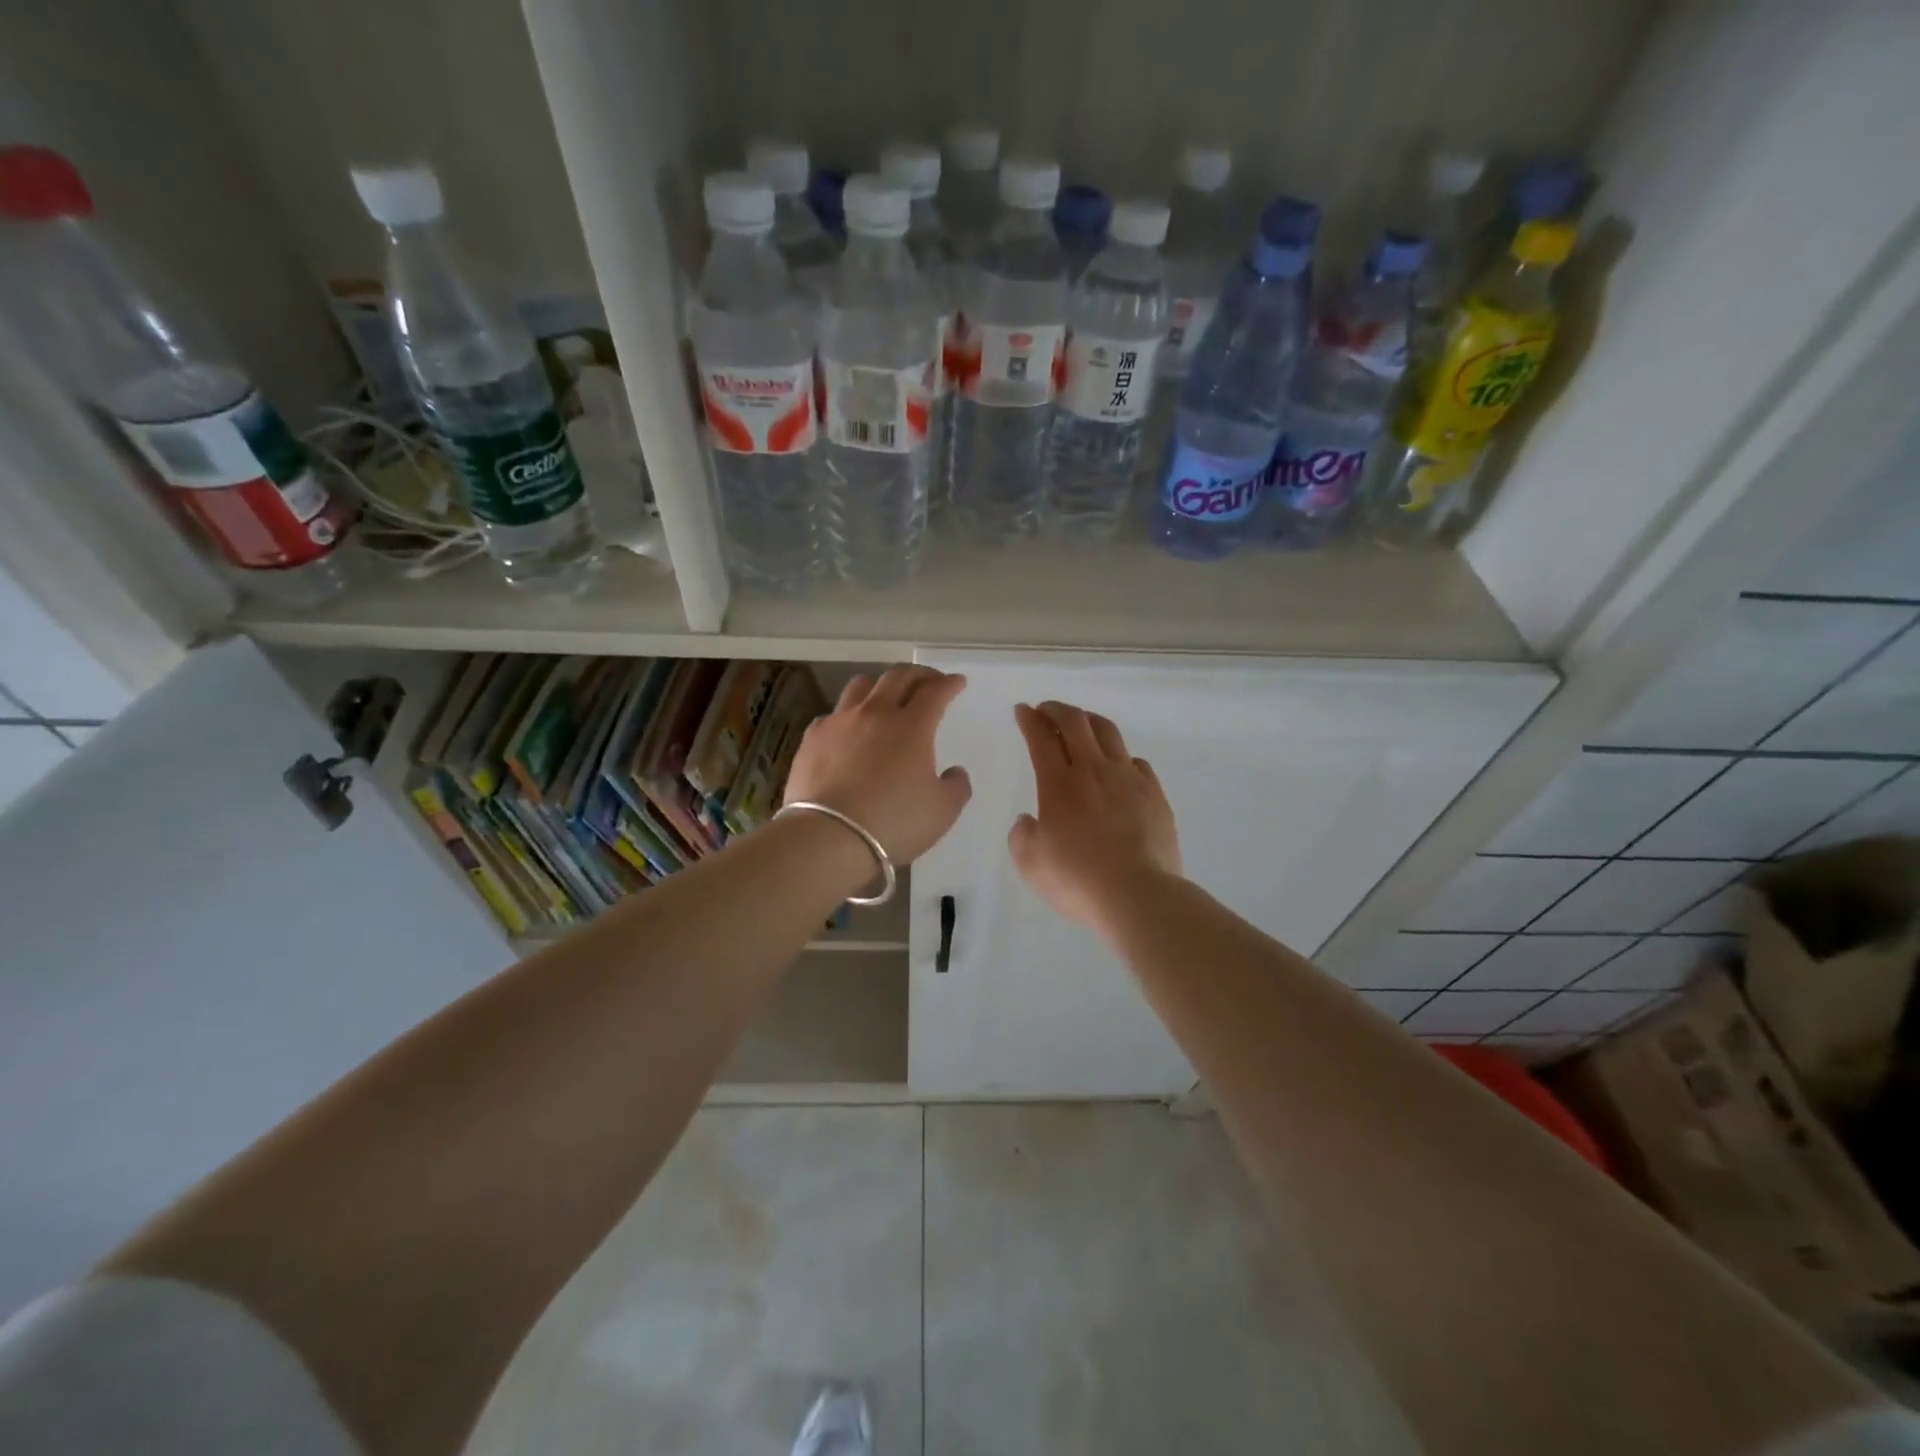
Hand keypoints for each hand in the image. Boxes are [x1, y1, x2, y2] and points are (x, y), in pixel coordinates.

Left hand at [785, 666, 972, 864]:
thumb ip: (956, 786)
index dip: (949, 684)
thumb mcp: (942, 811)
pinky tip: (849, 730)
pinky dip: (848, 715)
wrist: (828, 837)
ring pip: (861, 686)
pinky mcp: (812, 738)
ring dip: (880, 685)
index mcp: (912, 726)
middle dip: (918, 674)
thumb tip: (954, 771)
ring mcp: (840, 723)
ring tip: (887, 695)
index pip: (935, 692)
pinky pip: (833, 714)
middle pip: (898, 678)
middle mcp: (876, 714)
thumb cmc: (893, 823)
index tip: (957, 682)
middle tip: (929, 680)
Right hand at [1008, 701, 1182, 927]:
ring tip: (1081, 724)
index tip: (1022, 711)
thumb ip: (1022, 835)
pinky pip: (1135, 761)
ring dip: (1089, 720)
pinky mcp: (1154, 793)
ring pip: (1108, 732)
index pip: (1040, 738)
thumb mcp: (1030, 863)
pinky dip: (1120, 755)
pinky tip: (1117, 766)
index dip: (1029, 720)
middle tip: (1046, 710)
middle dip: (1056, 709)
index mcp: (1058, 783)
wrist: (1137, 894)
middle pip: (1075, 722)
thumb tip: (1030, 820)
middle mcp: (1093, 770)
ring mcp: (1128, 778)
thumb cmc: (1077, 880)